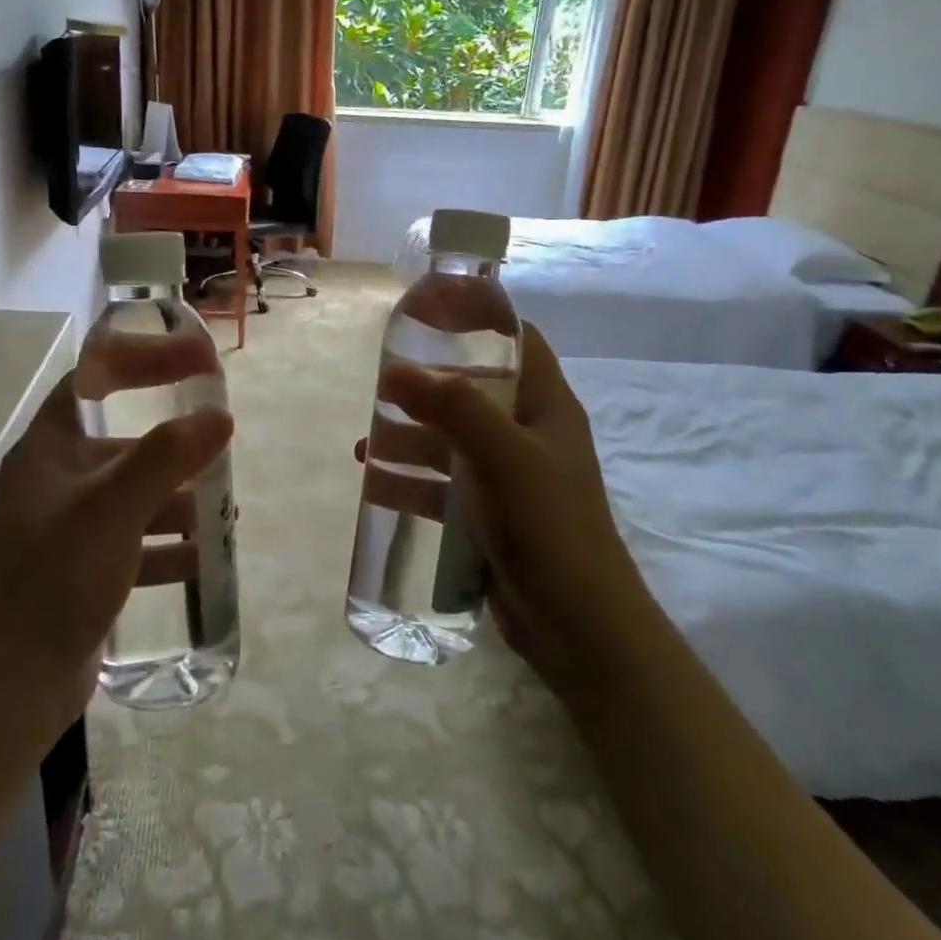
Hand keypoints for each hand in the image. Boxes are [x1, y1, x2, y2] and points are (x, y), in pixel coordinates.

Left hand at [0, 369, 231, 740]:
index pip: (98, 376)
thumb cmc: (55, 581)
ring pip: (135, 492)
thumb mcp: (113, 510)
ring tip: (223, 509)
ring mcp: (70, 526)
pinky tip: (200, 558)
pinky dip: (168, 543)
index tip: (201, 360)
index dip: (148, 358)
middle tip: (222, 443)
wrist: (10, 688)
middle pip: (123, 438)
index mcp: (50, 447)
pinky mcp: (84, 568)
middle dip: (175, 441)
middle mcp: (57, 479)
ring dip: (179, 496)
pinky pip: (136, 540)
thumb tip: (220, 416)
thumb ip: (167, 457)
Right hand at [362, 324, 648, 702]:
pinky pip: (444, 487)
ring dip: (410, 441)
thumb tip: (396, 372)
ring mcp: (509, 478)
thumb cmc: (548, 525)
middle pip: (473, 393)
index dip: (479, 321)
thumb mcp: (503, 456)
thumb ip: (453, 407)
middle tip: (380, 389)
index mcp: (546, 406)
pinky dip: (412, 484)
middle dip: (427, 390)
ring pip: (451, 443)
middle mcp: (529, 435)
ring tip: (364, 446)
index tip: (430, 314)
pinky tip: (376, 487)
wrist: (576, 625)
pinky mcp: (490, 516)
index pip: (518, 343)